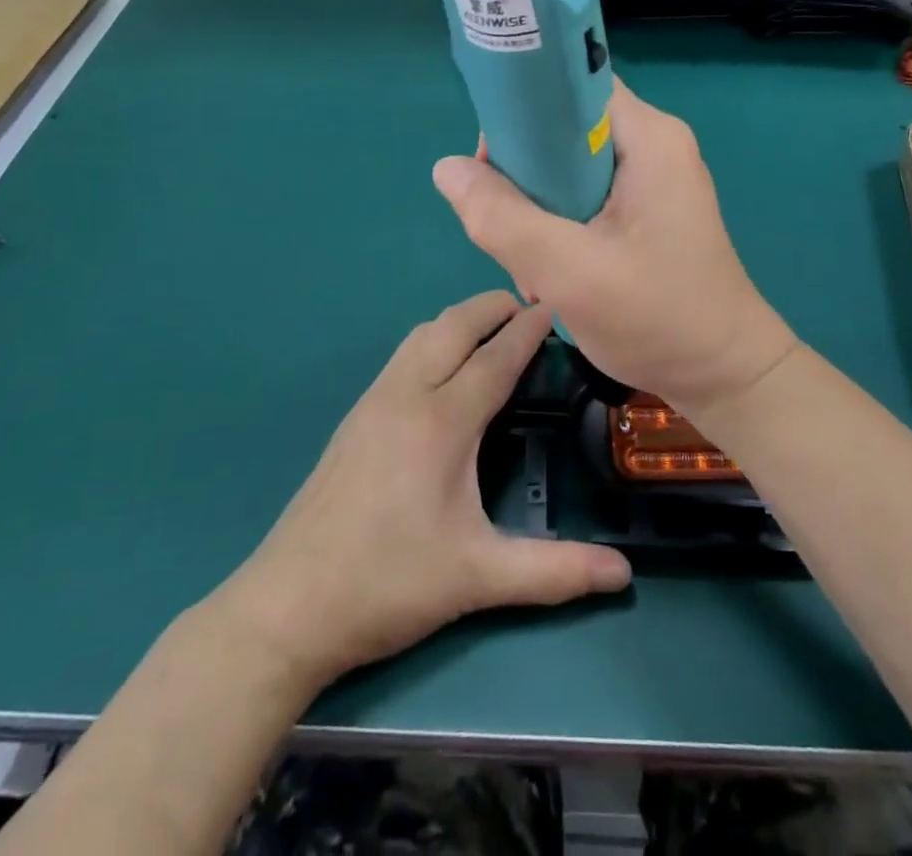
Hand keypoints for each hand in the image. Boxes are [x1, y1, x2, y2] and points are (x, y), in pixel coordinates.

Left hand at [210, 291, 631, 690]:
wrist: (287, 608)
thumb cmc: (388, 584)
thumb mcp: (478, 578)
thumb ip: (555, 572)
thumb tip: (625, 575)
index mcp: (441, 422)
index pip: (495, 357)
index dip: (528, 329)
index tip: (555, 304)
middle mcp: (406, 396)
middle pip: (454, 327)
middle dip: (492, 307)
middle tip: (531, 307)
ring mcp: (373, 403)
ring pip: (422, 335)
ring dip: (460, 320)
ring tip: (493, 330)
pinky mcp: (354, 418)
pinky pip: (402, 355)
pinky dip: (434, 340)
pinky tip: (444, 369)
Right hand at [432, 81, 797, 417]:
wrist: (726, 375)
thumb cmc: (660, 319)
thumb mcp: (570, 272)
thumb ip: (503, 218)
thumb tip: (447, 168)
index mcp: (648, 137)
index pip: (572, 84)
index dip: (523, 109)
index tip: (491, 161)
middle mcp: (653, 144)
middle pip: (564, 127)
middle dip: (524, 173)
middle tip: (507, 225)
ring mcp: (652, 177)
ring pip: (568, 166)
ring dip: (537, 207)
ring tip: (532, 261)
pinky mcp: (646, 209)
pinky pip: (585, 194)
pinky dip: (559, 224)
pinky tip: (553, 269)